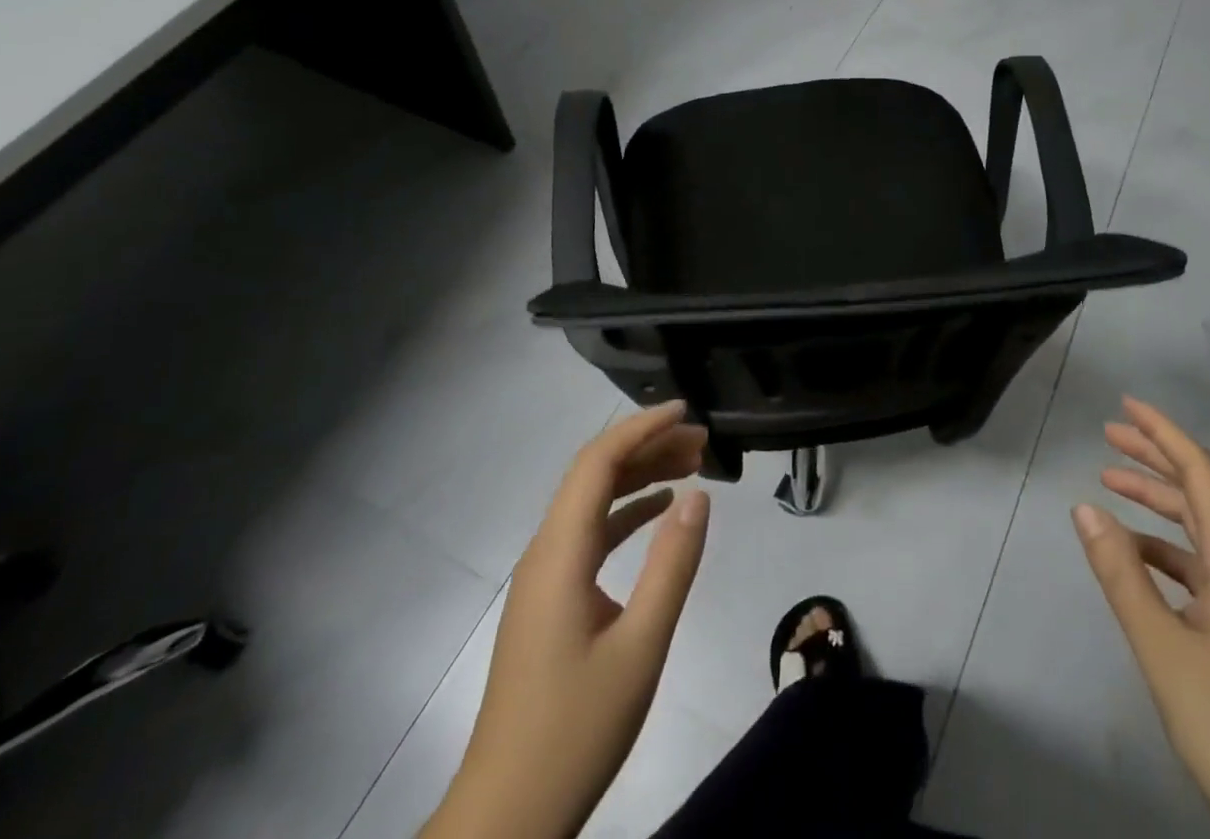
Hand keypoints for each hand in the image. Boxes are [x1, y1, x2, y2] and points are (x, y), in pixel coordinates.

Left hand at [424, 402, 710, 838]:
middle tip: (703, 442)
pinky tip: (660, 512)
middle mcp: (546, 553)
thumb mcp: (640, 647)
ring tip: (692, 467)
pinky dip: (627, 512)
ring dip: (640, 477)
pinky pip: (590, 534)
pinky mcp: (550, 601)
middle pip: (595, 475)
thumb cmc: (575, 730)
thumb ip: (672, 565)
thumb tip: (699, 495)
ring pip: (593, 502)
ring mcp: (544, 577)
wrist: (506, 818)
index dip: (640, 428)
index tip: (685, 411)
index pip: (597, 463)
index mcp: (560, 554)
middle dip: (648, 447)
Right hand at [1073, 397, 1209, 838]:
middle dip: (1157, 458)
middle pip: (1204, 494)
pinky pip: (1203, 567)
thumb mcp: (1163, 649)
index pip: (1203, 474)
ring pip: (1202, 531)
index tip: (1127, 406)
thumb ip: (1121, 575)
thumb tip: (1084, 506)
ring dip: (1158, 502)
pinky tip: (1136, 558)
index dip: (1165, 434)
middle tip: (1108, 435)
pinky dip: (1166, 548)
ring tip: (1110, 485)